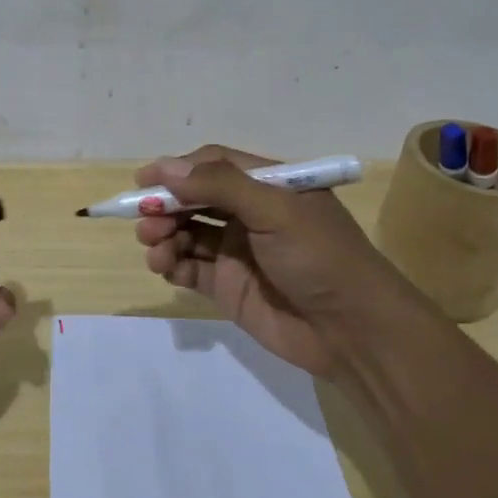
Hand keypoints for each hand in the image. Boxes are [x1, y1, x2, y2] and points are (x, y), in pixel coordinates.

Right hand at [133, 145, 412, 379]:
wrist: (354, 332)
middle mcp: (249, 214)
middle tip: (145, 220)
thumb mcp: (276, 210)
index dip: (177, 170)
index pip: (213, 165)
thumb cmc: (321, 257)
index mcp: (268, 186)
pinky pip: (188, 268)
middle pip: (193, 199)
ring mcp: (236, 252)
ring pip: (185, 233)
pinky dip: (170, 265)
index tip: (143, 181)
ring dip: (163, 235)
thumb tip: (166, 168)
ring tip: (155, 248)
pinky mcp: (227, 287)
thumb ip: (220, 186)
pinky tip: (166, 268)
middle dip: (165, 206)